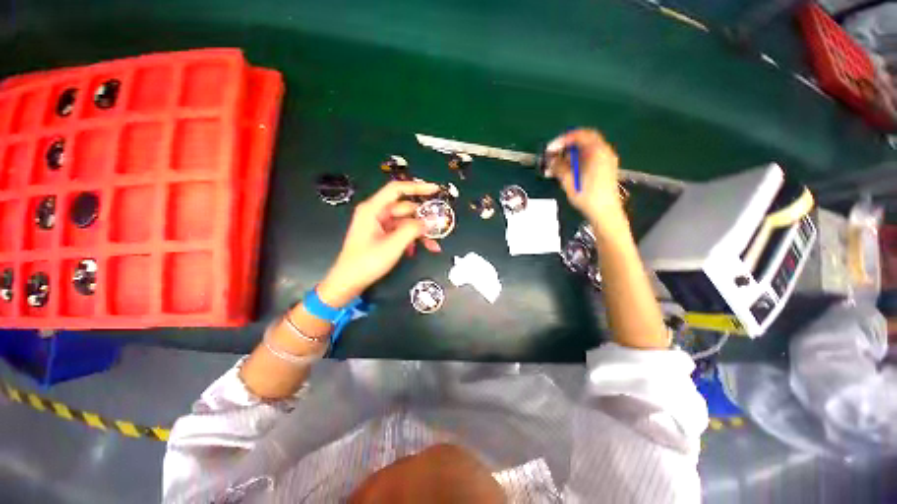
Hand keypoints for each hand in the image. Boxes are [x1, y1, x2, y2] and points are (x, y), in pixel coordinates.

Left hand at [318, 181, 441, 306]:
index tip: (435, 190)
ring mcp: (379, 225)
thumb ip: (412, 230)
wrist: (349, 282)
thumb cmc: (367, 262)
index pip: (397, 189)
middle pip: (405, 208)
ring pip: (406, 222)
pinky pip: (401, 232)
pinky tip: (420, 249)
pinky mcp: (382, 236)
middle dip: (422, 218)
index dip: (417, 187)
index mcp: (373, 209)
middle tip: (440, 227)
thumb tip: (428, 222)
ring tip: (433, 245)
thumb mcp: (393, 245)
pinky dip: (412, 239)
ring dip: (420, 232)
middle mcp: (376, 213)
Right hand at [546, 129, 627, 232]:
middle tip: (552, 157)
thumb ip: (559, 167)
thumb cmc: (587, 196)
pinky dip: (576, 162)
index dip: (562, 140)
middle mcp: (604, 152)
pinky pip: (588, 159)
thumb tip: (551, 159)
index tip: (550, 149)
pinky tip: (565, 173)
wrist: (605, 213)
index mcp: (597, 152)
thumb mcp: (569, 181)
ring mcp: (606, 161)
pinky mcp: (604, 169)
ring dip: (569, 157)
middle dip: (565, 148)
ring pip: (585, 151)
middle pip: (583, 141)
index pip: (579, 136)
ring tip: (554, 168)